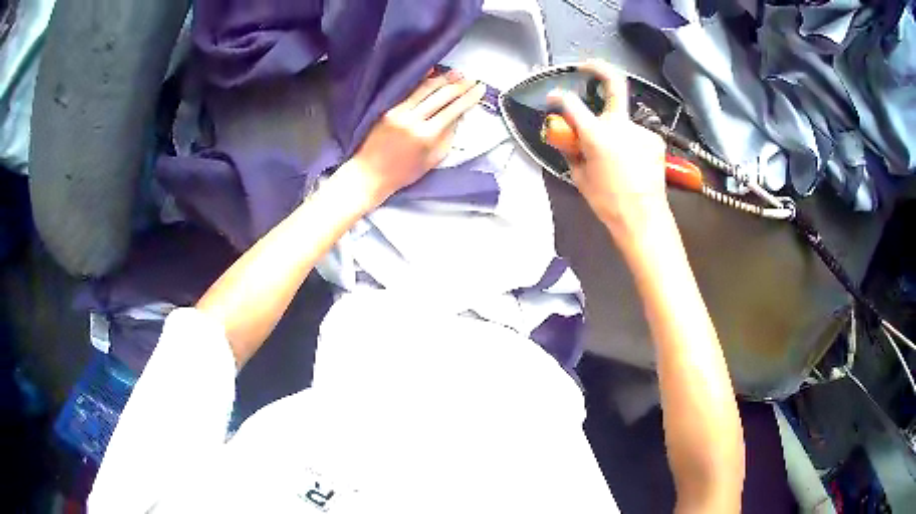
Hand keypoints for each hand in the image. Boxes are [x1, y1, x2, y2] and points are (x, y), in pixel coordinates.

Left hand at [348, 70, 485, 207]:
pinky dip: (421, 79)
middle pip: (441, 95)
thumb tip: (459, 115)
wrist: (370, 174)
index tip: (480, 89)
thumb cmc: (403, 172)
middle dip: (459, 85)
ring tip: (456, 72)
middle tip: (471, 79)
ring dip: (443, 78)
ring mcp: (398, 112)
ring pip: (425, 88)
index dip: (469, 97)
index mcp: (427, 136)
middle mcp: (413, 120)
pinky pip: (408, 90)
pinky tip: (431, 70)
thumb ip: (448, 136)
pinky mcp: (387, 109)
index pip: (454, 110)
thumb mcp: (433, 159)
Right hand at [547, 60, 668, 239]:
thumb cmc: (607, 202)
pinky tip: (629, 161)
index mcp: (597, 136)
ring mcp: (642, 130)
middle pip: (615, 83)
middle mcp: (621, 125)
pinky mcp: (655, 139)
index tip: (554, 97)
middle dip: (598, 68)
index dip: (559, 97)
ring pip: (623, 118)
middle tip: (587, 67)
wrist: (643, 218)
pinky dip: (629, 141)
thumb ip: (570, 148)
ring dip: (614, 127)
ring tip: (614, 154)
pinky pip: (635, 133)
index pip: (571, 104)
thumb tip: (562, 132)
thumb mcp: (579, 176)